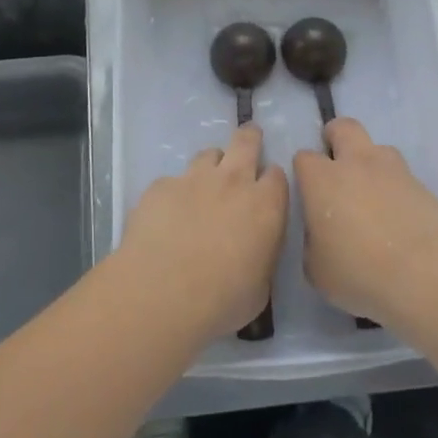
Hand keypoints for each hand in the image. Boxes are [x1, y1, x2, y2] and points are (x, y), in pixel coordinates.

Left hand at [118, 124, 288, 342]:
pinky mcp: (160, 186)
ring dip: (211, 166)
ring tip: (203, 187)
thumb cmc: (221, 300)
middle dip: (249, 138)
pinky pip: (172, 181)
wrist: (163, 293)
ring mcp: (194, 179)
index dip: (271, 180)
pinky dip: (174, 193)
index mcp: (266, 206)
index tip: (266, 190)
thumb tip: (255, 253)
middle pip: (246, 141)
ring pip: (208, 154)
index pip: (277, 174)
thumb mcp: (260, 288)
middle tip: (248, 142)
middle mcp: (233, 181)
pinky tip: (166, 217)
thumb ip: (262, 258)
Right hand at [294, 118, 437, 326]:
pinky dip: (397, 190)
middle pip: (344, 128)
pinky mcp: (424, 186)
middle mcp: (358, 163)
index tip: (307, 191)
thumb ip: (313, 243)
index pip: (304, 157)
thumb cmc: (360, 272)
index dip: (304, 171)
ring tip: (372, 196)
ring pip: (379, 149)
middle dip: (336, 138)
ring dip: (371, 164)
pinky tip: (399, 219)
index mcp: (323, 180)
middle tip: (336, 166)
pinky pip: (404, 178)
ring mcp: (395, 171)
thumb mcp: (317, 270)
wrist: (426, 275)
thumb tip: (321, 234)